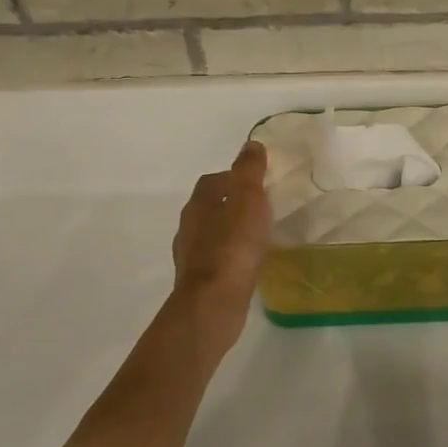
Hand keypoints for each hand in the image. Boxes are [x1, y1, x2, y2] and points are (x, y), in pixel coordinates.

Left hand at [171, 141, 271, 352]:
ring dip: (229, 232)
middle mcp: (189, 227)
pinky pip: (216, 260)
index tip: (256, 184)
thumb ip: (249, 171)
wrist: (214, 302)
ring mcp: (191, 256)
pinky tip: (247, 264)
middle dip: (231, 205)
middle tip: (259, 209)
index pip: (213, 181)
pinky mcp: (199, 281)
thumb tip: (250, 144)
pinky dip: (230, 257)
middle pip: (209, 207)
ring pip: (211, 234)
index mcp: (199, 204)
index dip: (233, 179)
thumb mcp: (249, 200)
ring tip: (256, 237)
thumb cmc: (234, 246)